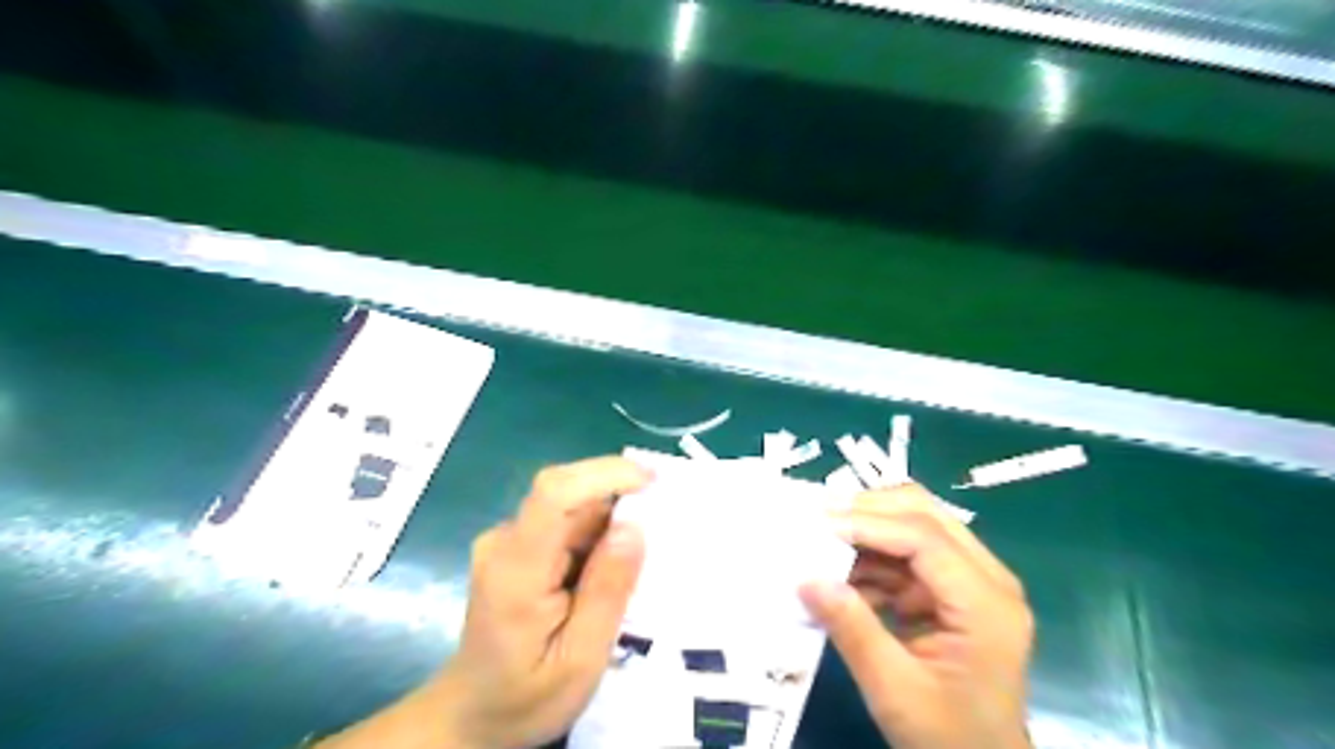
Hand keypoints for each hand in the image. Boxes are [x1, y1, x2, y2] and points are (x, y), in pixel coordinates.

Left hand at [326, 455, 656, 747]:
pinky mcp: (517, 546)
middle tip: (664, 531)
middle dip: (620, 501)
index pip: (554, 493)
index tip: (653, 481)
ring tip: (640, 564)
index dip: (604, 474)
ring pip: (572, 507)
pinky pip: (566, 523)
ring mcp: (507, 540)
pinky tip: (612, 570)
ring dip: (611, 522)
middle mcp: (505, 541)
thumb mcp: (580, 660)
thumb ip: (607, 592)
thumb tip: (634, 526)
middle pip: (568, 495)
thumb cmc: (526, 697)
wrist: (472, 714)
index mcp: (516, 569)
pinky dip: (598, 535)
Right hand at [795, 482, 1034, 748]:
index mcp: (985, 604)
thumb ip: (852, 628)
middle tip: (819, 516)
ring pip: (916, 525)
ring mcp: (973, 582)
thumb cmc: (947, 737)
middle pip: (926, 514)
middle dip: (869, 509)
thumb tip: (806, 577)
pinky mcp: (954, 591)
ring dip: (868, 530)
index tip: (818, 526)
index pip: (924, 538)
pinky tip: (843, 574)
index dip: (868, 524)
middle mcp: (987, 580)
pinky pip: (909, 554)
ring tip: (822, 541)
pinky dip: (874, 557)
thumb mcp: (893, 689)